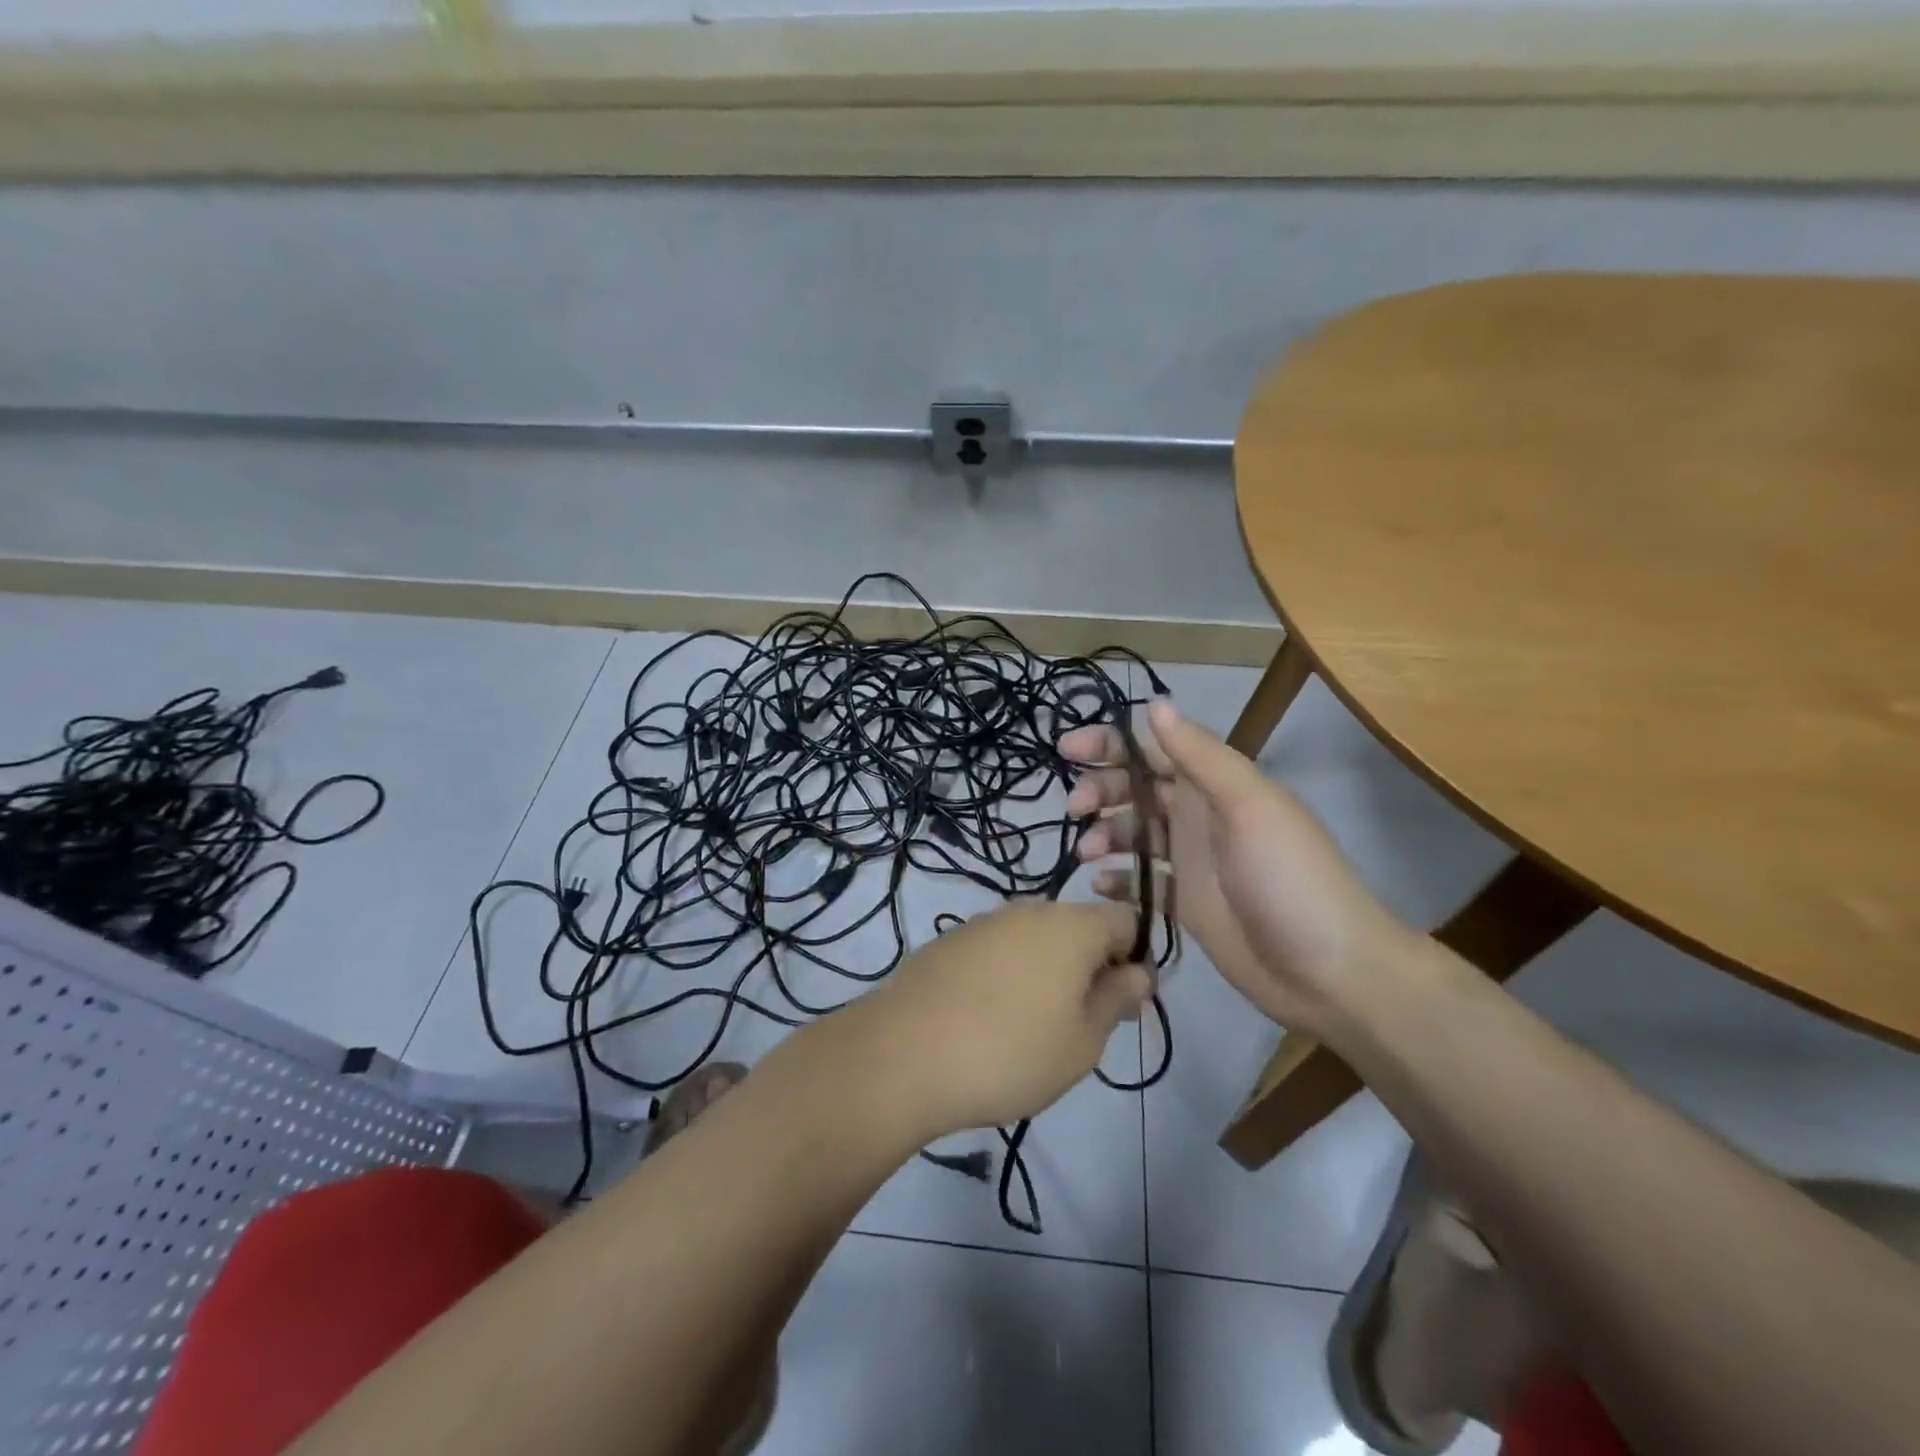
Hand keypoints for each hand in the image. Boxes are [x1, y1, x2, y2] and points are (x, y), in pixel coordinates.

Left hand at [848, 901, 1149, 1137]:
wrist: (902, 1054)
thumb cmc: (1010, 1052)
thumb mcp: (1083, 1041)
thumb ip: (1116, 999)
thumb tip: (1140, 972)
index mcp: (1072, 925)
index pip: (1125, 919)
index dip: (1135, 958)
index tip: (1123, 1004)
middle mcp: (1029, 910)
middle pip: (1078, 927)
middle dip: (1090, 968)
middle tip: (1080, 1026)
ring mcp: (984, 922)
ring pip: (1036, 940)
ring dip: (1047, 973)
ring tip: (1032, 1030)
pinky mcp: (950, 941)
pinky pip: (998, 950)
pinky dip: (1007, 975)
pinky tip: (989, 1020)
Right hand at [1063, 698, 1415, 1035]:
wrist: (1329, 972)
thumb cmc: (1289, 879)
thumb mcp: (1249, 806)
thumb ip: (1201, 756)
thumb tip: (1156, 703)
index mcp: (1215, 786)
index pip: (1154, 749)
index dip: (1111, 744)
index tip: (1068, 751)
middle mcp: (1199, 817)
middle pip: (1136, 789)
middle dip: (1100, 790)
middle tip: (1075, 809)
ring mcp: (1192, 862)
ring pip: (1133, 834)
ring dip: (1104, 834)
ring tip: (1087, 854)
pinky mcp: (1186, 904)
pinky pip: (1141, 882)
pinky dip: (1118, 881)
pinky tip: (1102, 887)